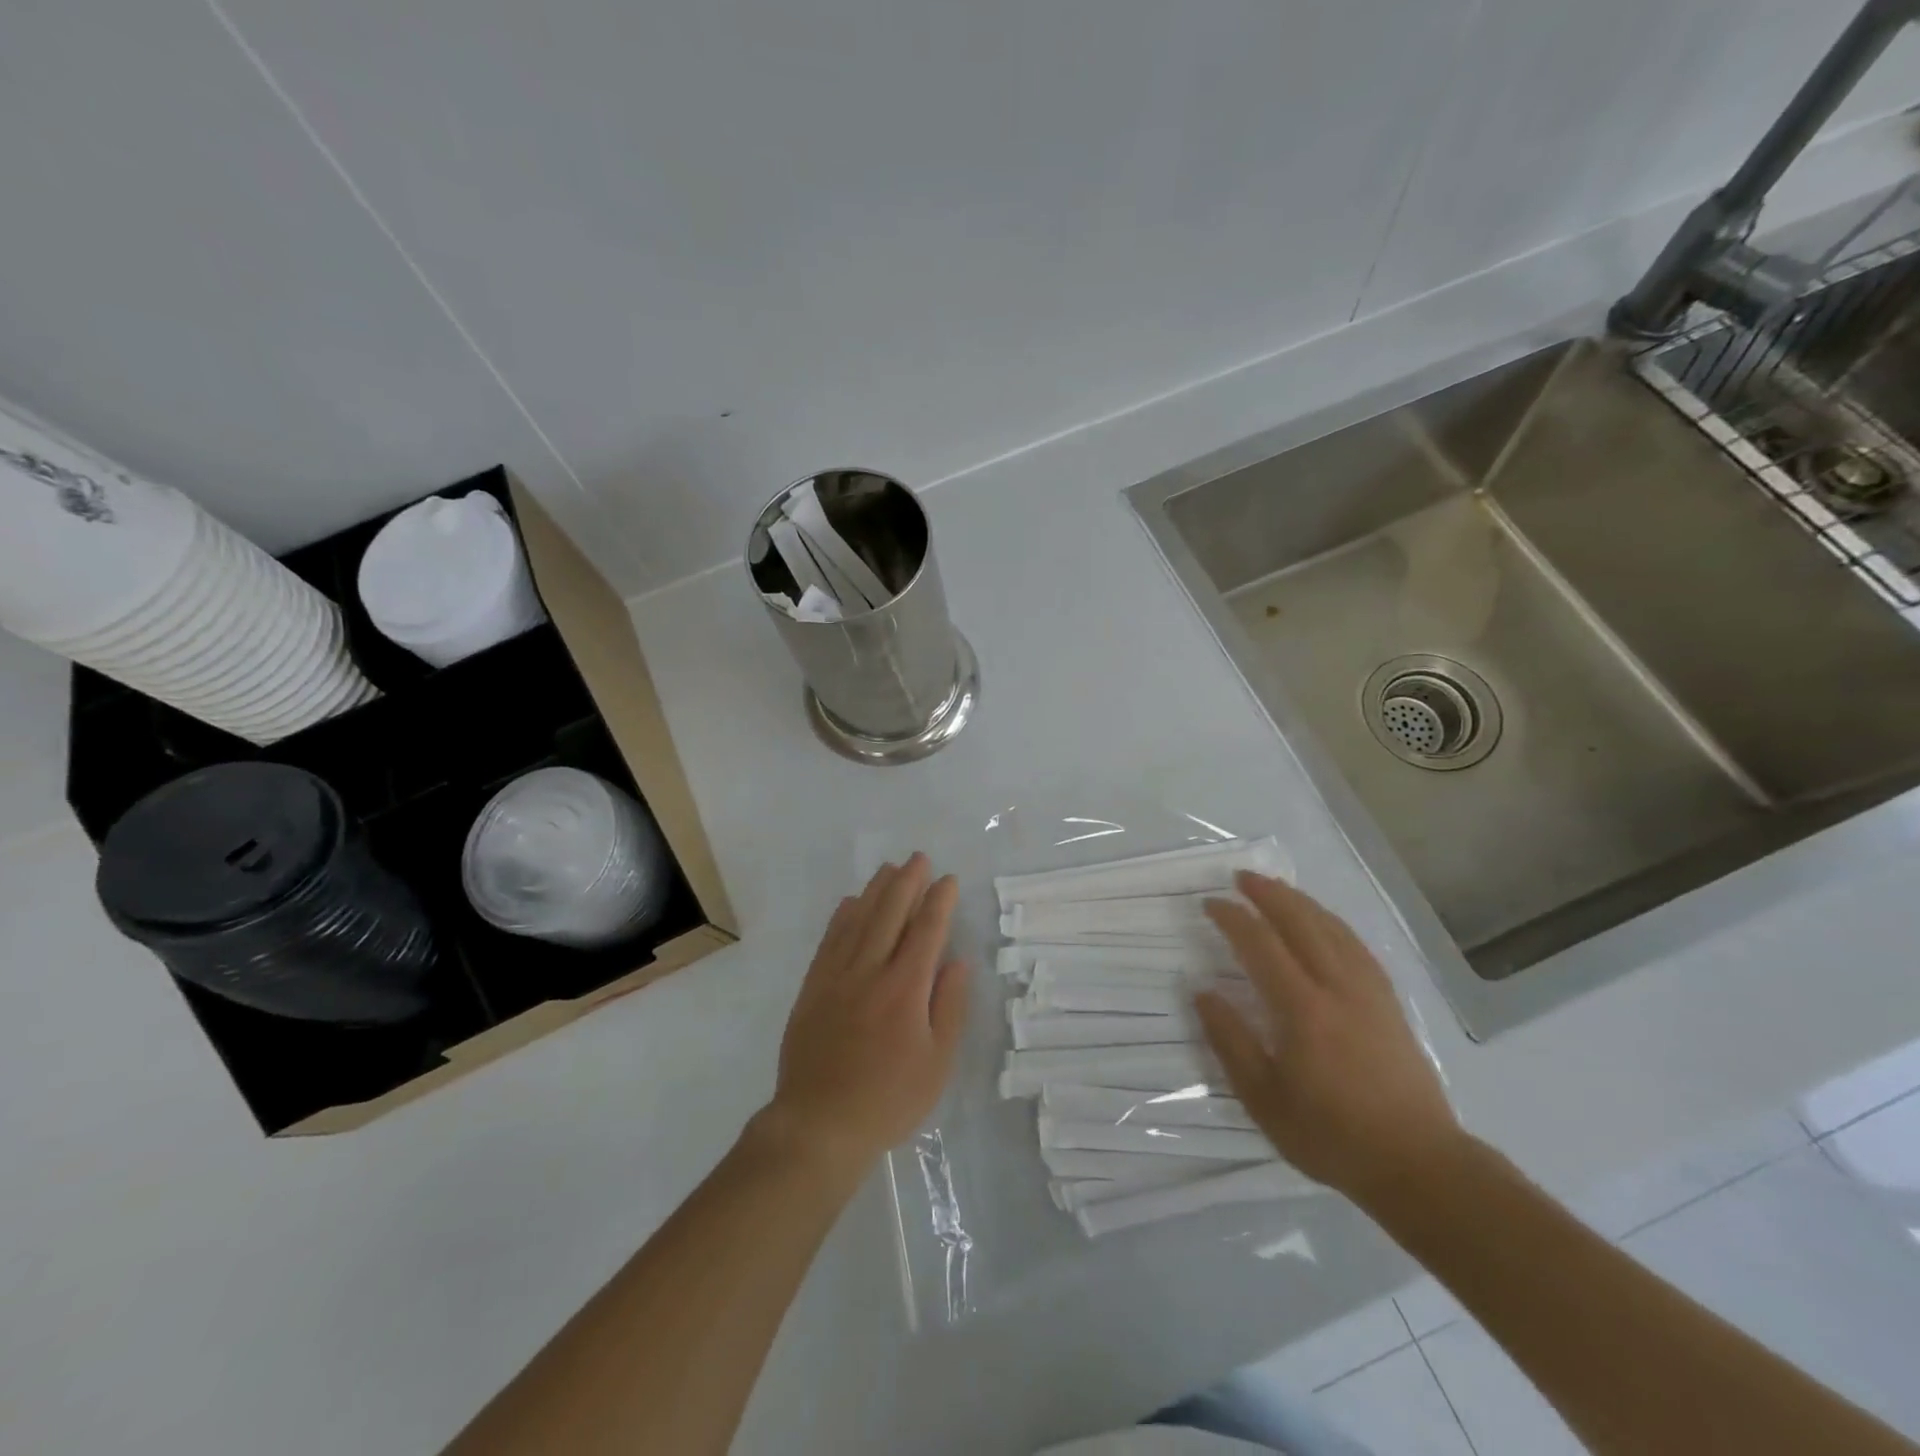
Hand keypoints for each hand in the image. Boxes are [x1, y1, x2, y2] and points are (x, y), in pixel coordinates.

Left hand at [760, 853, 968, 1173]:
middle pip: (890, 914)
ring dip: (875, 890)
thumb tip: (957, 961)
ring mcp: (836, 977)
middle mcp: (870, 971)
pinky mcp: (813, 988)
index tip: (948, 880)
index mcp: (905, 988)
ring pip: (858, 920)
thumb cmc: (888, 1099)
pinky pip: (829, 940)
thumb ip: (949, 1006)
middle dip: (907, 882)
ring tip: (888, 868)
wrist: (819, 1125)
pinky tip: (850, 903)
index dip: (939, 902)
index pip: (926, 931)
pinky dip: (842, 917)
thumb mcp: (937, 1062)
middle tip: (919, 858)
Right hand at [1194, 872, 1460, 1207]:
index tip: (1210, 904)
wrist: (1418, 1163)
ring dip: (1300, 902)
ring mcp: (1369, 992)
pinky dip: (1332, 923)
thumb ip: (1230, 1041)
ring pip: (1332, 929)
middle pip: (1301, 923)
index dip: (1233, 919)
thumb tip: (1202, 992)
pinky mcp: (1389, 1002)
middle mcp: (1337, 988)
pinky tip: (1323, 922)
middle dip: (1268, 894)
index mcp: (1302, 1010)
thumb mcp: (1263, 1099)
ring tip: (1276, 888)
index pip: (1261, 946)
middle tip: (1240, 878)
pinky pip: (1356, 946)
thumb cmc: (1331, 1135)